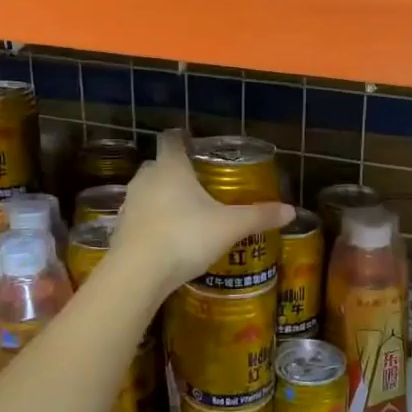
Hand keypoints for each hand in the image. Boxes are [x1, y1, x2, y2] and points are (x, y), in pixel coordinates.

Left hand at [110, 132, 293, 299]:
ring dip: (162, 197)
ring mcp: (129, 204)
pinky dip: (152, 221)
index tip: (193, 142)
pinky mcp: (120, 229)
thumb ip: (259, 216)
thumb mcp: (230, 227)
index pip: (172, 140)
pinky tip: (168, 237)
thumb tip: (291, 211)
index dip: (182, 138)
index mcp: (171, 167)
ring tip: (185, 212)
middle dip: (175, 171)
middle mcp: (146, 179)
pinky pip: (140, 217)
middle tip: (198, 183)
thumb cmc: (186, 237)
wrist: (138, 273)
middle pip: (159, 165)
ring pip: (147, 191)